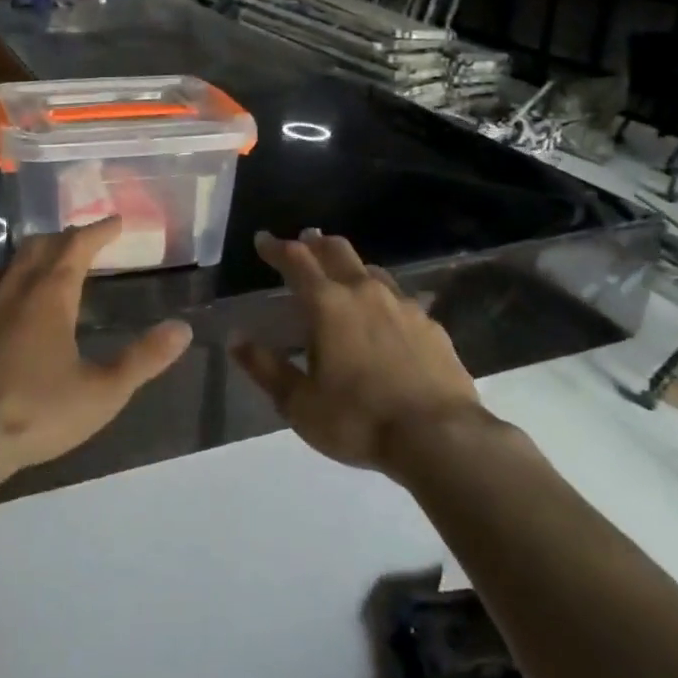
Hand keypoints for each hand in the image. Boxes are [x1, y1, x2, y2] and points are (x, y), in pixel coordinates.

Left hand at [0, 215, 191, 480]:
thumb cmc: (33, 413)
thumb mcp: (101, 393)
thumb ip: (143, 359)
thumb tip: (182, 329)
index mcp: (48, 293)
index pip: (77, 245)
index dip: (98, 230)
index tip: (115, 222)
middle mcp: (12, 287)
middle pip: (40, 245)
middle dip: (65, 238)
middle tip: (84, 242)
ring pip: (9, 263)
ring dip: (33, 257)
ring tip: (48, 268)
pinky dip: (6, 282)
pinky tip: (6, 306)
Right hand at [234, 229, 482, 474]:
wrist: (441, 438)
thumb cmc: (359, 419)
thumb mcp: (300, 403)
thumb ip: (266, 368)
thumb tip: (236, 339)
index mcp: (327, 305)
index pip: (296, 260)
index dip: (276, 247)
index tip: (262, 239)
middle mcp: (364, 292)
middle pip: (337, 250)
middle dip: (316, 242)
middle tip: (304, 241)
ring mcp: (403, 305)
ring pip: (371, 270)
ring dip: (350, 267)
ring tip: (342, 277)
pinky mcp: (431, 325)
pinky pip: (400, 299)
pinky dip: (382, 298)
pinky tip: (385, 318)